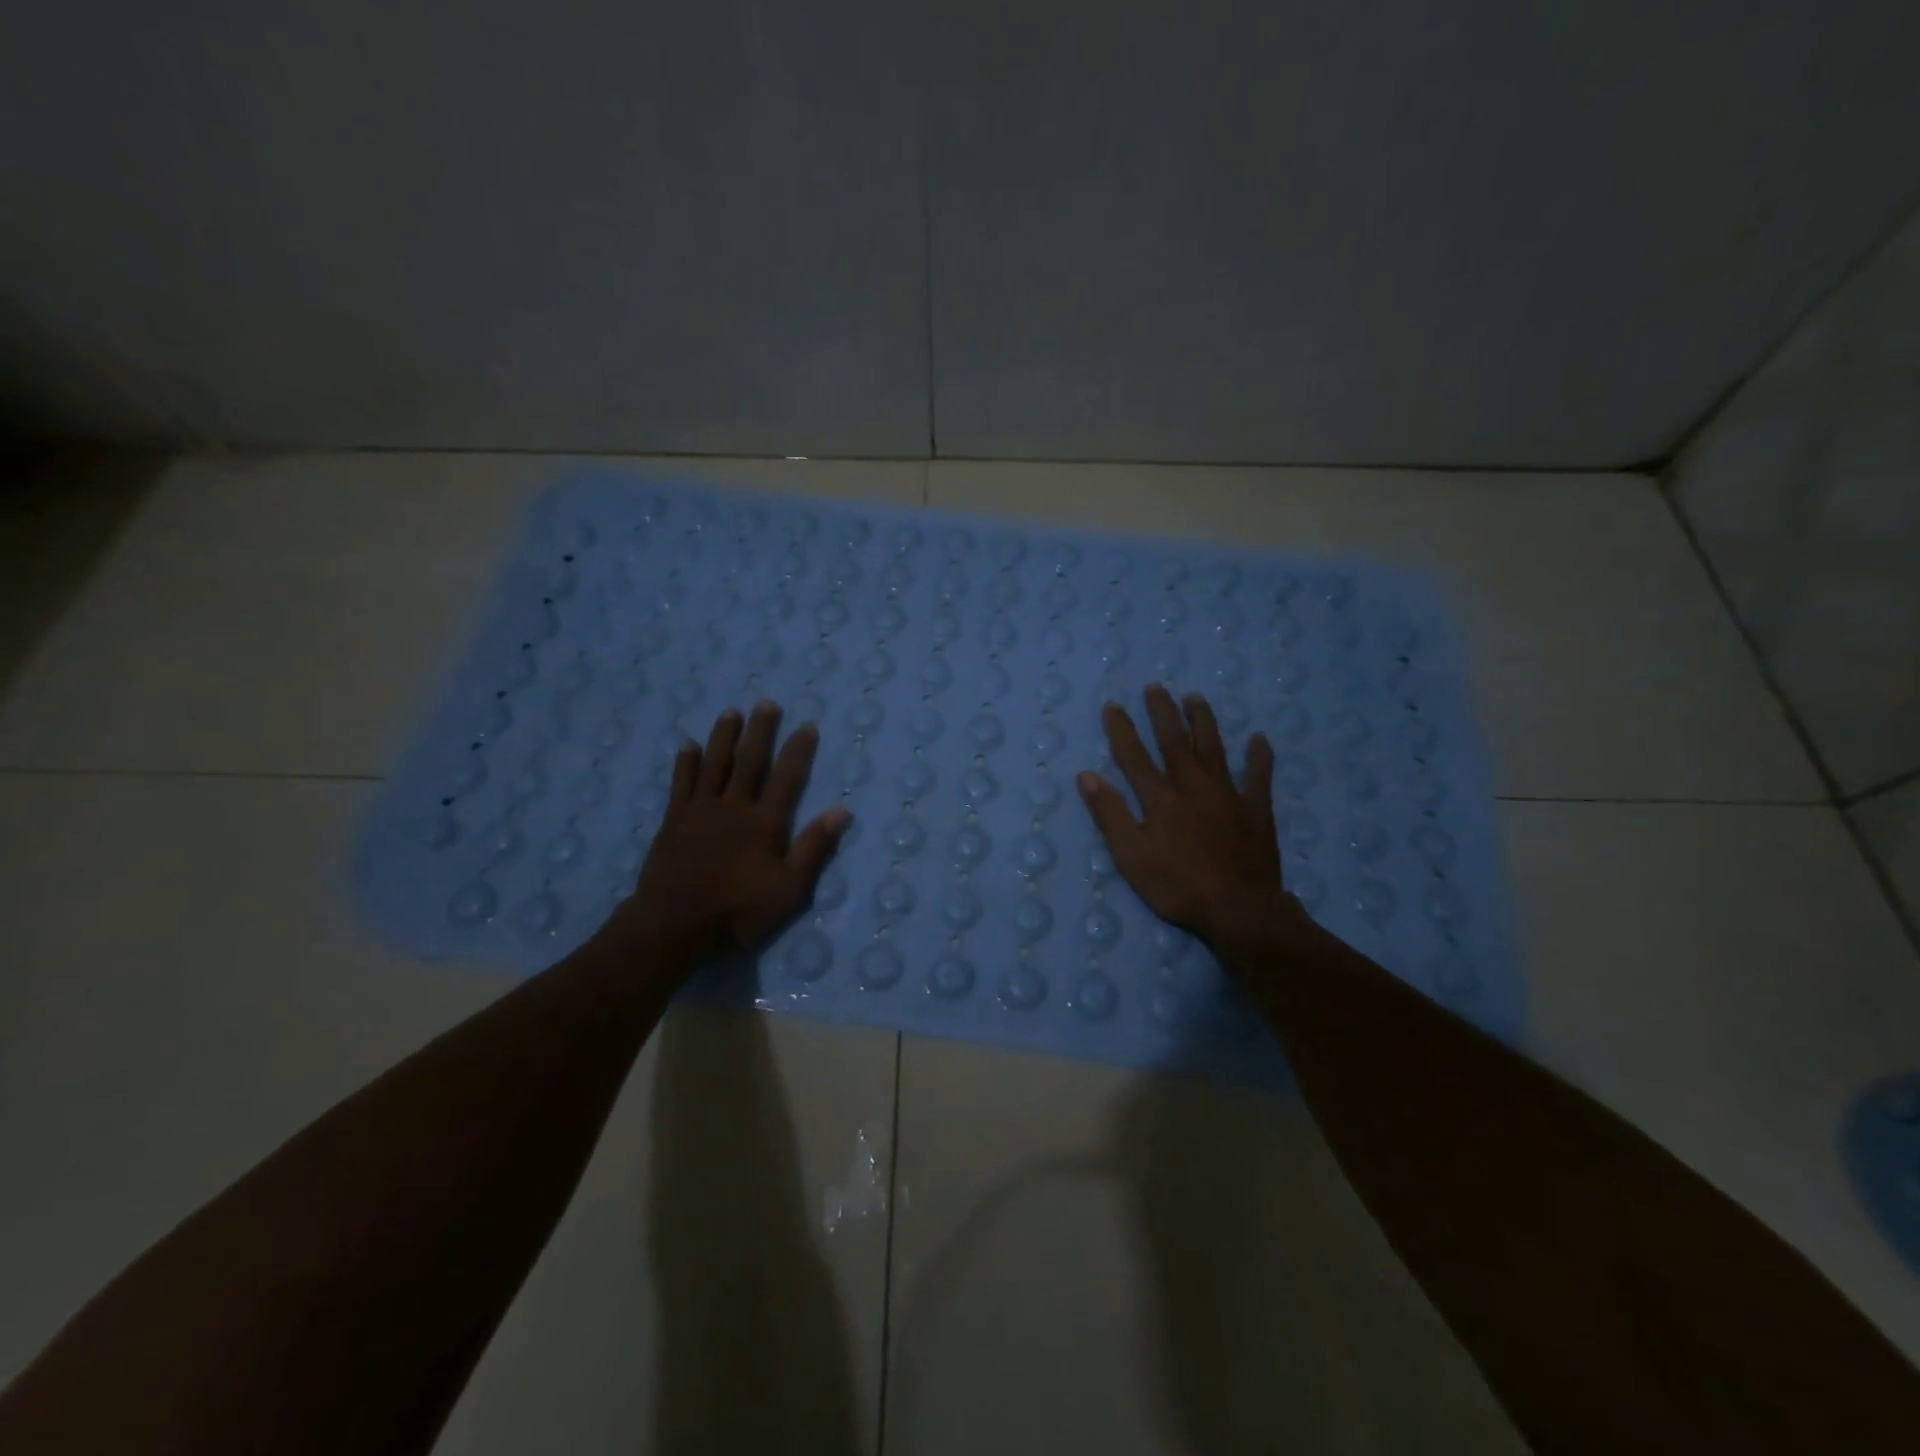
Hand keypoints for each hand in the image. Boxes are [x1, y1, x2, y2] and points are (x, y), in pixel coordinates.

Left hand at [606, 701, 849, 966]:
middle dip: (760, 731)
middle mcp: (733, 807)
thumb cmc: (737, 911)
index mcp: (764, 823)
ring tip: (731, 711)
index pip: (786, 778)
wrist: (673, 925)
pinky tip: (688, 744)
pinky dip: (686, 762)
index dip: (797, 751)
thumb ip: (813, 848)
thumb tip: (841, 811)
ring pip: (714, 763)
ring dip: (724, 736)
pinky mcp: (673, 820)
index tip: (806, 725)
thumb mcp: (788, 889)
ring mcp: (700, 811)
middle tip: (766, 703)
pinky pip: (682, 782)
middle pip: (750, 761)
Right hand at [1077, 684, 1307, 955]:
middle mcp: (1192, 786)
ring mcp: (1228, 795)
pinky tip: (1260, 739)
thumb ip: (1110, 813)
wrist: (1238, 908)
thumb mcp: (1130, 855)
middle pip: (1175, 742)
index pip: (1134, 756)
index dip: (1122, 730)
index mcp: (1160, 798)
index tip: (1113, 706)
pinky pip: (1259, 777)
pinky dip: (1259, 757)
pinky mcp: (1256, 810)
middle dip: (1163, 713)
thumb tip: (1087, 775)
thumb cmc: (1177, 885)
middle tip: (1156, 687)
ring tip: (1196, 698)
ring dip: (1203, 721)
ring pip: (1214, 748)